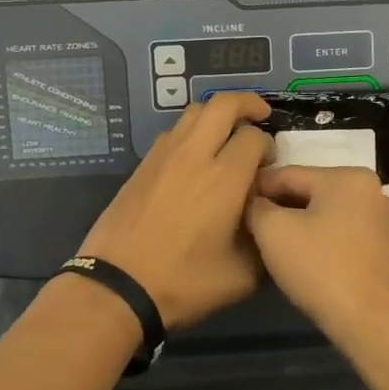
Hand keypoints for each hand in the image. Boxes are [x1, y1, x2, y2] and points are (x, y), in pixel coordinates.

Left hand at [75, 92, 272, 328]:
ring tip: (226, 134)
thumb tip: (270, 220)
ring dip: (216, 115)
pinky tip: (194, 157)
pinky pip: (173, 132)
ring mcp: (164, 155)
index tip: (269, 166)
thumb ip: (265, 241)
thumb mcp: (242, 275)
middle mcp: (195, 155)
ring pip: (194, 112)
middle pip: (223, 104)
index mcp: (225, 178)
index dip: (269, 146)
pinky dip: (191, 132)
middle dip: (248, 103)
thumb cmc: (184, 282)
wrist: (118, 285)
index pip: (255, 137)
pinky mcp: (143, 164)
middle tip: (260, 116)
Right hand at [245, 165, 388, 343]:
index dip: (256, 188)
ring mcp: (382, 220)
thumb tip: (254, 202)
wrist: (371, 323)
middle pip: (309, 192)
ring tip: (272, 244)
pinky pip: (342, 233)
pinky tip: (303, 258)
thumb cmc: (320, 268)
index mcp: (347, 176)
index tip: (234, 203)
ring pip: (325, 213)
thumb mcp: (273, 231)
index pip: (288, 174)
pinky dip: (320, 239)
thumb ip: (256, 206)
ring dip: (299, 224)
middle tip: (250, 227)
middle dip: (279, 208)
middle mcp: (371, 190)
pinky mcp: (385, 248)